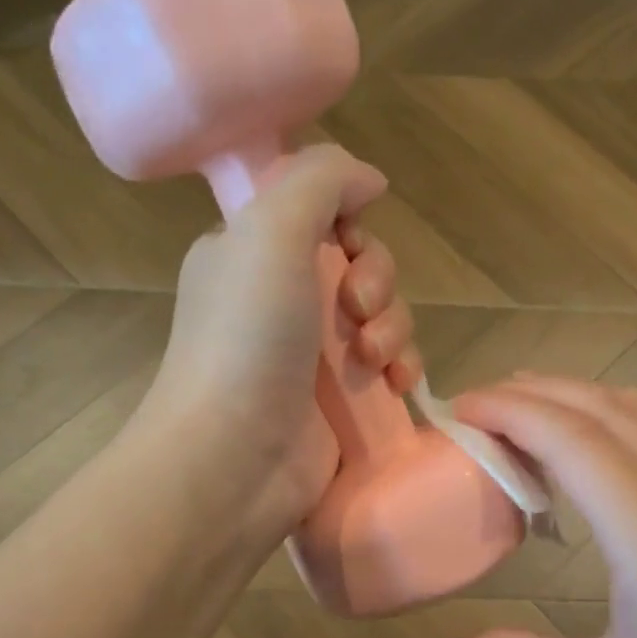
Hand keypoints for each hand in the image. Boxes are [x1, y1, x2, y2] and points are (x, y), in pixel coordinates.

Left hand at [142, 145, 423, 547]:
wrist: (234, 457)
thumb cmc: (247, 338)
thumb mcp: (270, 230)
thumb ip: (320, 182)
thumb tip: (369, 180)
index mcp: (251, 253)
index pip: (318, 215)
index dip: (347, 224)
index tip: (348, 244)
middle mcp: (280, 299)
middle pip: (360, 265)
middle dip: (376, 281)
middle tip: (356, 310)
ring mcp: (311, 355)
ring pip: (383, 316)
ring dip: (393, 327)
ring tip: (371, 360)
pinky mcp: (341, 401)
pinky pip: (390, 365)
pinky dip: (402, 366)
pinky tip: (399, 384)